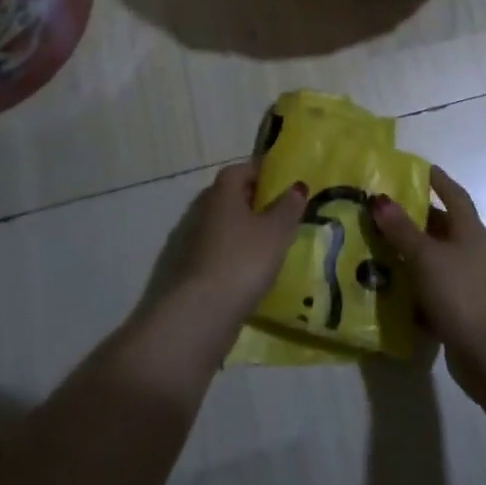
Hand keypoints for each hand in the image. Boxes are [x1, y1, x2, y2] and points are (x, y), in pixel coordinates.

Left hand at [166, 162, 307, 328]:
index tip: (280, 181)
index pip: (238, 169)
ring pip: (220, 225)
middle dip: (251, 200)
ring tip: (267, 243)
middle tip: (277, 211)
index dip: (259, 171)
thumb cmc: (243, 261)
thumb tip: (297, 185)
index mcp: (221, 194)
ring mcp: (191, 242)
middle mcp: (202, 211)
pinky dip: (231, 254)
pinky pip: (215, 251)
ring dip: (240, 229)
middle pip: (227, 196)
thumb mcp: (276, 232)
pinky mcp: (189, 271)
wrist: (198, 315)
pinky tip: (248, 270)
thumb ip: (288, 207)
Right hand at [369, 167, 485, 398]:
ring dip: (404, 255)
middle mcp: (468, 251)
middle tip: (376, 211)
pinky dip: (408, 289)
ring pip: (430, 260)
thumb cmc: (462, 292)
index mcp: (468, 230)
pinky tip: (382, 290)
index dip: (436, 180)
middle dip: (410, 219)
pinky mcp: (455, 311)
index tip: (412, 169)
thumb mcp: (427, 256)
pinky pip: (427, 291)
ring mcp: (463, 282)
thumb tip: (379, 199)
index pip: (453, 194)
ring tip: (369, 248)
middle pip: (438, 227)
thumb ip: (402, 229)